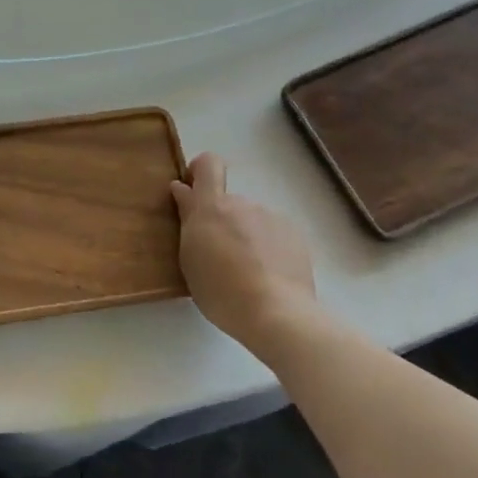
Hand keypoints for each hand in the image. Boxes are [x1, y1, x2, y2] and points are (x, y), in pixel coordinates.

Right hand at [170, 153, 315, 342]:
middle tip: (218, 257)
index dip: (199, 172)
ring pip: (251, 220)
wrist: (277, 314)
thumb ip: (187, 218)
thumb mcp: (190, 256)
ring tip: (246, 272)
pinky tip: (268, 276)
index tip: (192, 194)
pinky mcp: (295, 235)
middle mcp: (243, 203)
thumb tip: (182, 189)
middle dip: (221, 221)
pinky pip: (272, 234)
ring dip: (245, 236)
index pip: (208, 164)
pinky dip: (267, 248)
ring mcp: (271, 217)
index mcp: (212, 206)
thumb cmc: (220, 290)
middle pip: (228, 202)